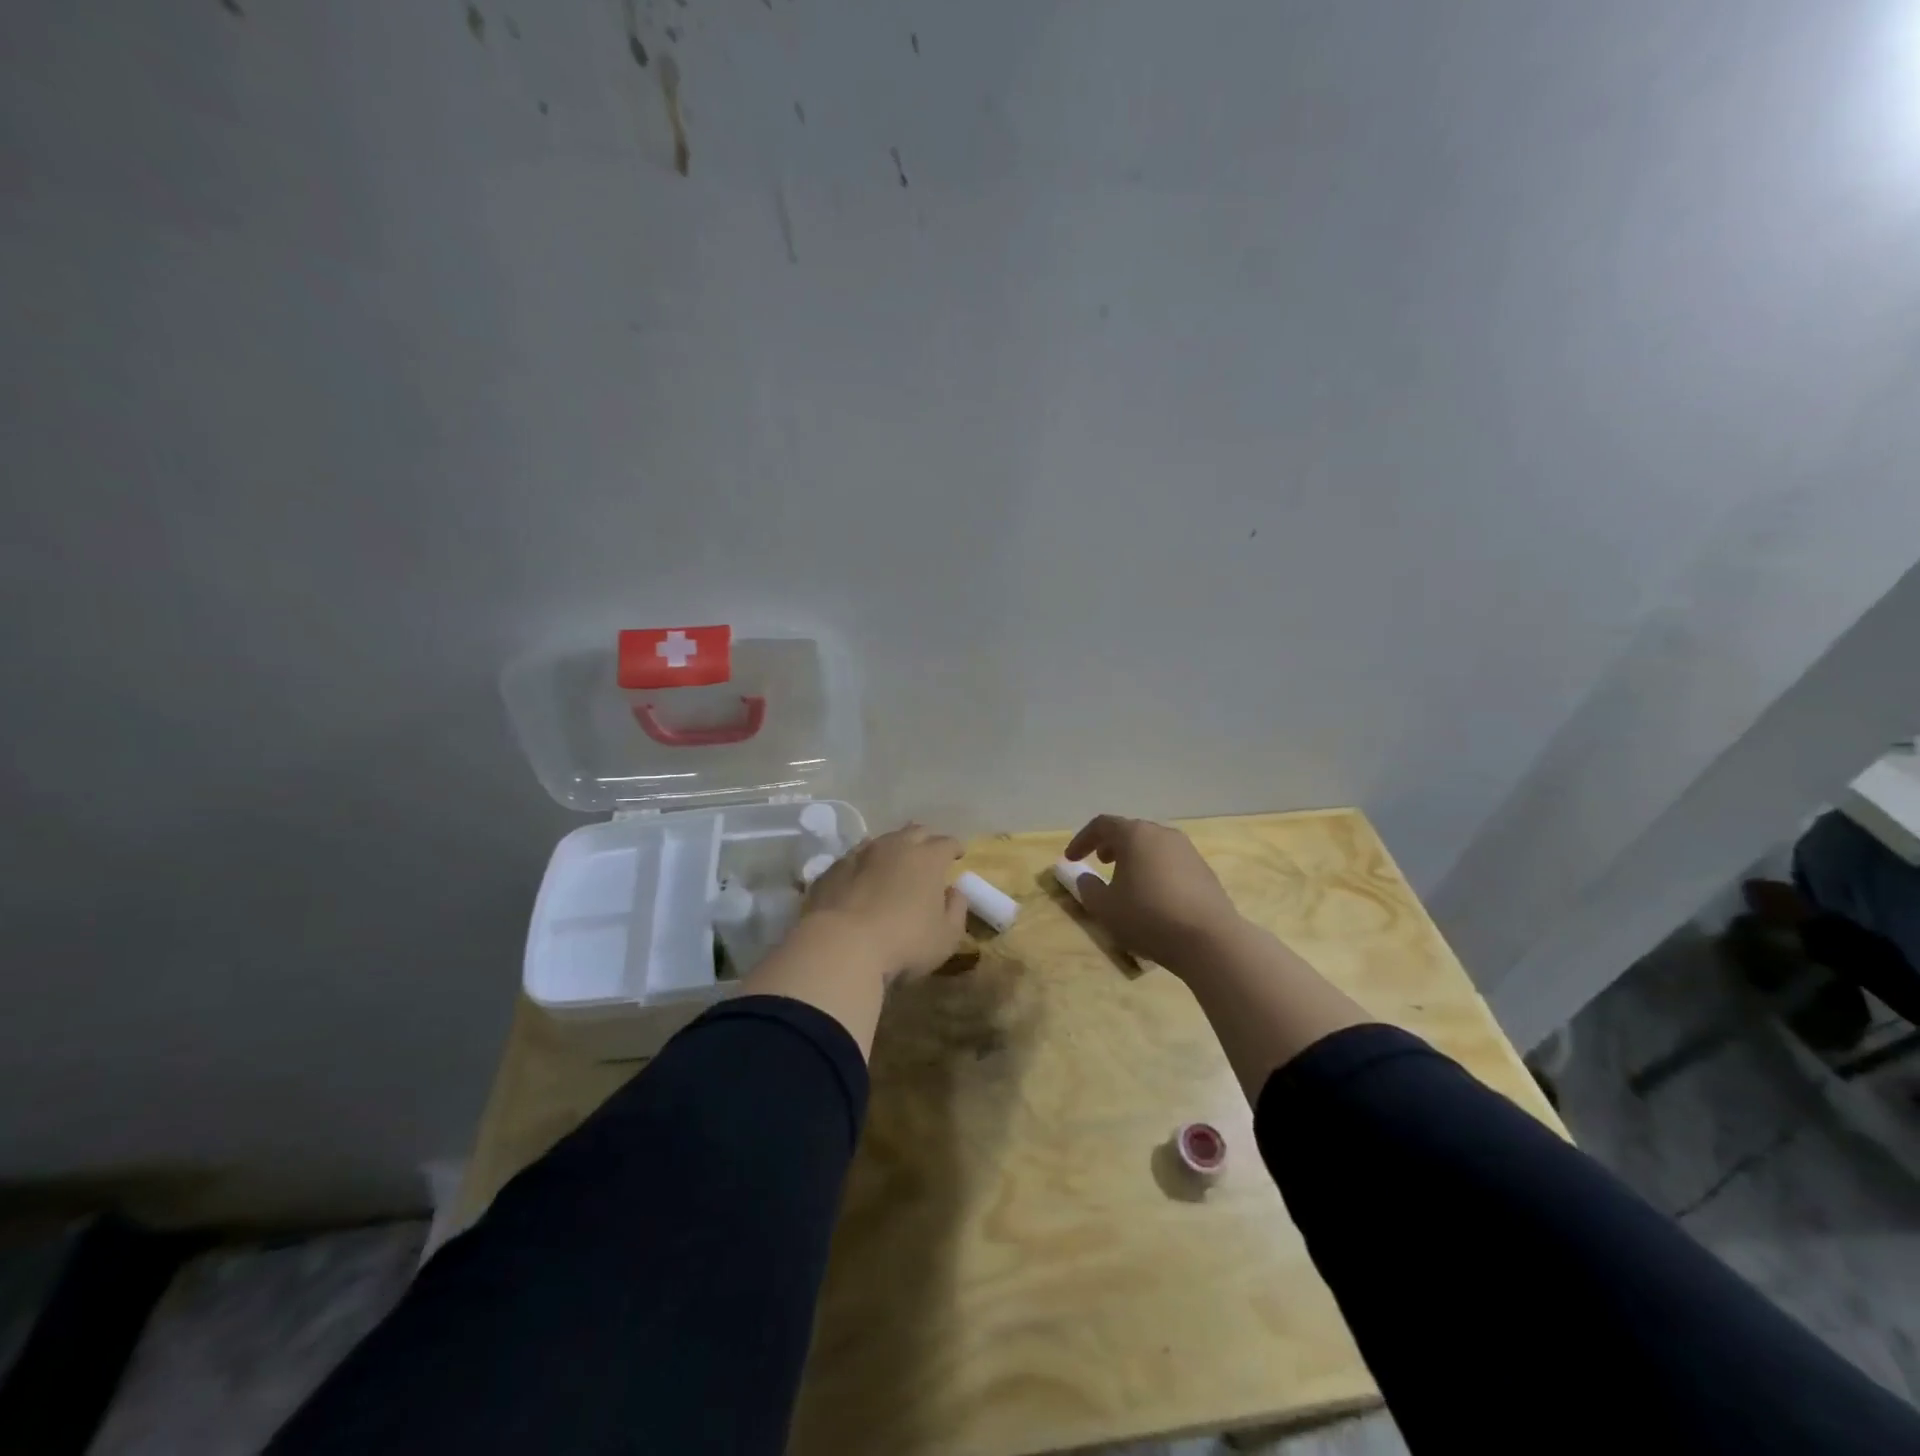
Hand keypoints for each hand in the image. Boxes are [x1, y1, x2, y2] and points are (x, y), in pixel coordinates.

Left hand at [802, 823, 968, 983]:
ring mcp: (861, 853)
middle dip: (926, 840)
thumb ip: (956, 910)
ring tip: (895, 862)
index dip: (955, 848)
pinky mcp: (834, 868)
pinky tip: (863, 876)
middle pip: (916, 832)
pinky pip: (856, 857)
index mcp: (928, 858)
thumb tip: (955, 892)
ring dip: (894, 848)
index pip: (947, 843)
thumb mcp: (946, 937)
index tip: (958, 855)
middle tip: (929, 853)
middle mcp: (895, 846)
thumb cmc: (904, 942)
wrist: (840, 945)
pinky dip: (865, 863)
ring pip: (883, 840)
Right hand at [1064, 815, 1243, 974]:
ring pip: (1152, 846)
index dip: (1082, 840)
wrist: (1210, 940)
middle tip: (1100, 862)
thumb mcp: (1105, 908)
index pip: (1102, 825)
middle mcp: (1162, 834)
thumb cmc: (1148, 917)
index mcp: (1135, 835)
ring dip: (1134, 858)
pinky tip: (1153, 896)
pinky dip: (1155, 870)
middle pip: (1130, 831)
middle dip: (1110, 845)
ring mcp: (1187, 851)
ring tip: (1126, 880)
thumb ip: (1088, 889)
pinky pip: (1171, 862)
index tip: (1071, 859)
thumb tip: (1086, 878)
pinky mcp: (1204, 871)